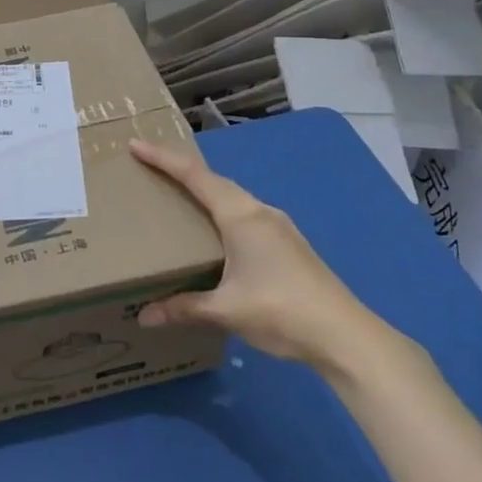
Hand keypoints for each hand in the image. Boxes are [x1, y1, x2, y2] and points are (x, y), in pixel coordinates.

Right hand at [130, 139, 392, 375]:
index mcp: (241, 216)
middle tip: (150, 167)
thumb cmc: (281, 311)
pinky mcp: (289, 244)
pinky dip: (221, 211)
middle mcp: (260, 212)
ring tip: (178, 197)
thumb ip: (183, 308)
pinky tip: (215, 232)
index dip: (163, 159)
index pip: (194, 176)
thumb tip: (144, 316)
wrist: (346, 336)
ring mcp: (279, 227)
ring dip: (205, 191)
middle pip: (214, 180)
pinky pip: (245, 214)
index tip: (136, 144)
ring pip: (233, 197)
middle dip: (181, 170)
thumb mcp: (225, 310)